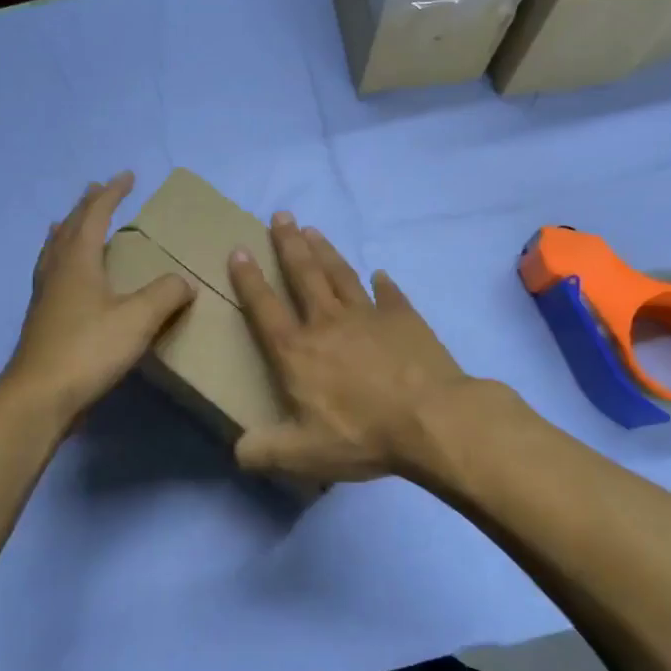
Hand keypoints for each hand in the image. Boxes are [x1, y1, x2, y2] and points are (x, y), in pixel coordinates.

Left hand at [5, 172, 194, 425]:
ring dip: (67, 230)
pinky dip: (60, 259)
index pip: (95, 215)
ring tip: (69, 222)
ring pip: (54, 249)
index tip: (128, 176)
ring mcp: (44, 295)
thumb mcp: (138, 320)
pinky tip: (66, 277)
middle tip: (98, 189)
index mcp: (78, 261)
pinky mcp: (42, 319)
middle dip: (86, 206)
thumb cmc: (89, 350)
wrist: (40, 396)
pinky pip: (51, 272)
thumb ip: (166, 295)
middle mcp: (57, 270)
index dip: (112, 193)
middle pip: (70, 227)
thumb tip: (184, 282)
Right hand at [227, 213, 472, 483]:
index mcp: (297, 351)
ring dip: (325, 251)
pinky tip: (379, 273)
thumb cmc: (362, 434)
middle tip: (280, 215)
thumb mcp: (302, 454)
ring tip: (313, 229)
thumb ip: (264, 451)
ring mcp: (368, 316)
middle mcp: (327, 323)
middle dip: (289, 244)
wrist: (432, 420)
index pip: (264, 308)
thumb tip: (238, 451)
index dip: (249, 280)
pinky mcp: (404, 319)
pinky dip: (382, 283)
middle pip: (303, 275)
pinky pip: (389, 294)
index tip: (239, 250)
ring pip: (340, 274)